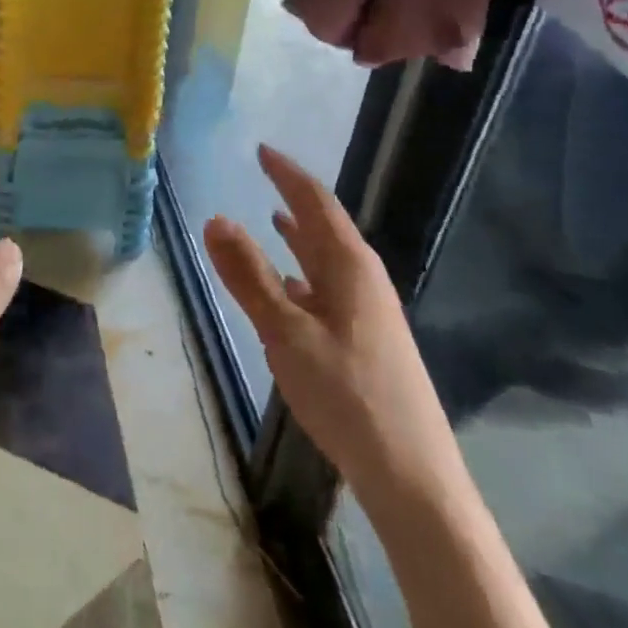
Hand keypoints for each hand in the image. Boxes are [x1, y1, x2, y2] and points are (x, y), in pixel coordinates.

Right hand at [204, 145, 460, 506]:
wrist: (412, 476)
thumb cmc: (346, 393)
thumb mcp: (285, 332)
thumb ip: (248, 275)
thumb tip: (215, 218)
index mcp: (350, 266)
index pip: (316, 202)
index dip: (287, 174)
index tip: (262, 150)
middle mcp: (364, 280)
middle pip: (326, 226)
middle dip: (294, 199)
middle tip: (265, 176)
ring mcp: (369, 312)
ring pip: (328, 260)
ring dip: (300, 238)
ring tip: (274, 220)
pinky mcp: (366, 340)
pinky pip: (328, 290)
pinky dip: (304, 276)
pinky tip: (289, 289)